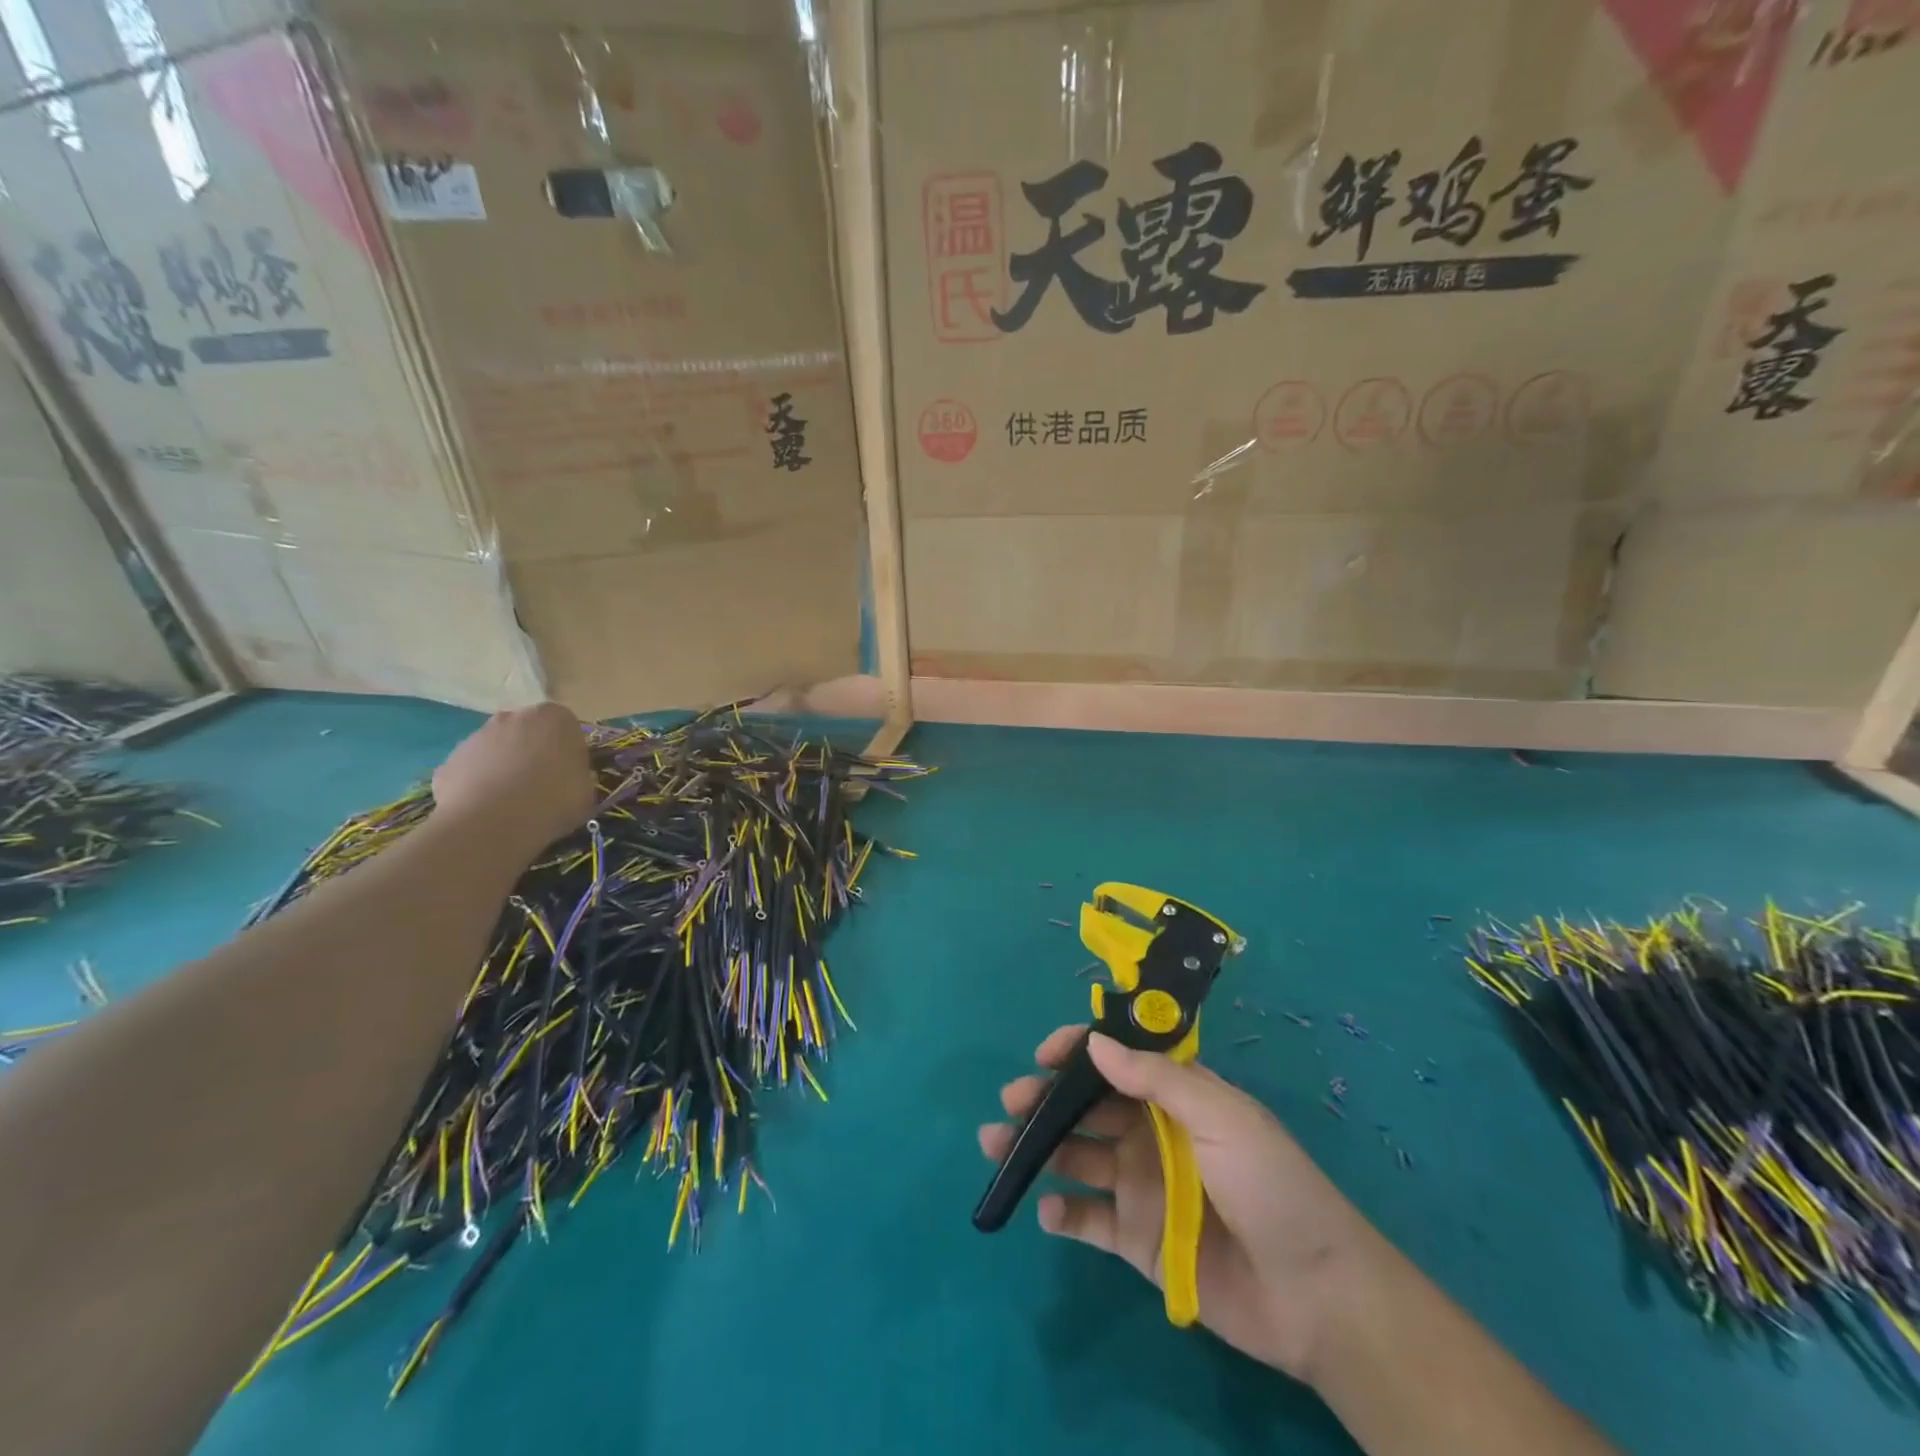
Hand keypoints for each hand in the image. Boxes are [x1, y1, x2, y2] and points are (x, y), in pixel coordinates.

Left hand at [431, 703, 594, 852]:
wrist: (493, 823)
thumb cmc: (554, 801)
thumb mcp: (587, 790)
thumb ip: (579, 774)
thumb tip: (569, 777)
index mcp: (555, 718)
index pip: (566, 726)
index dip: (568, 750)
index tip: (570, 772)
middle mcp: (513, 716)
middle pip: (527, 732)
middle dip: (532, 752)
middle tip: (541, 785)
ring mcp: (476, 736)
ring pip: (496, 750)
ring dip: (503, 768)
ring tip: (511, 803)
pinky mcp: (449, 761)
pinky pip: (471, 771)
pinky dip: (477, 785)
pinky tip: (486, 811)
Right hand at [979, 1026, 1369, 1380]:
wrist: (1314, 1296)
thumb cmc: (1269, 1185)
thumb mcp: (1220, 1116)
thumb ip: (1155, 1079)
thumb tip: (1096, 1042)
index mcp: (1176, 1097)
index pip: (1119, 1060)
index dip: (1080, 1051)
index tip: (1044, 1054)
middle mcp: (1152, 1134)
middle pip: (1088, 1107)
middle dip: (1047, 1098)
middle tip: (1012, 1101)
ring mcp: (1142, 1187)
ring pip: (1078, 1157)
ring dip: (1039, 1148)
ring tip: (998, 1144)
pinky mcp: (1137, 1239)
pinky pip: (1089, 1219)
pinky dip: (1063, 1213)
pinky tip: (1047, 1210)